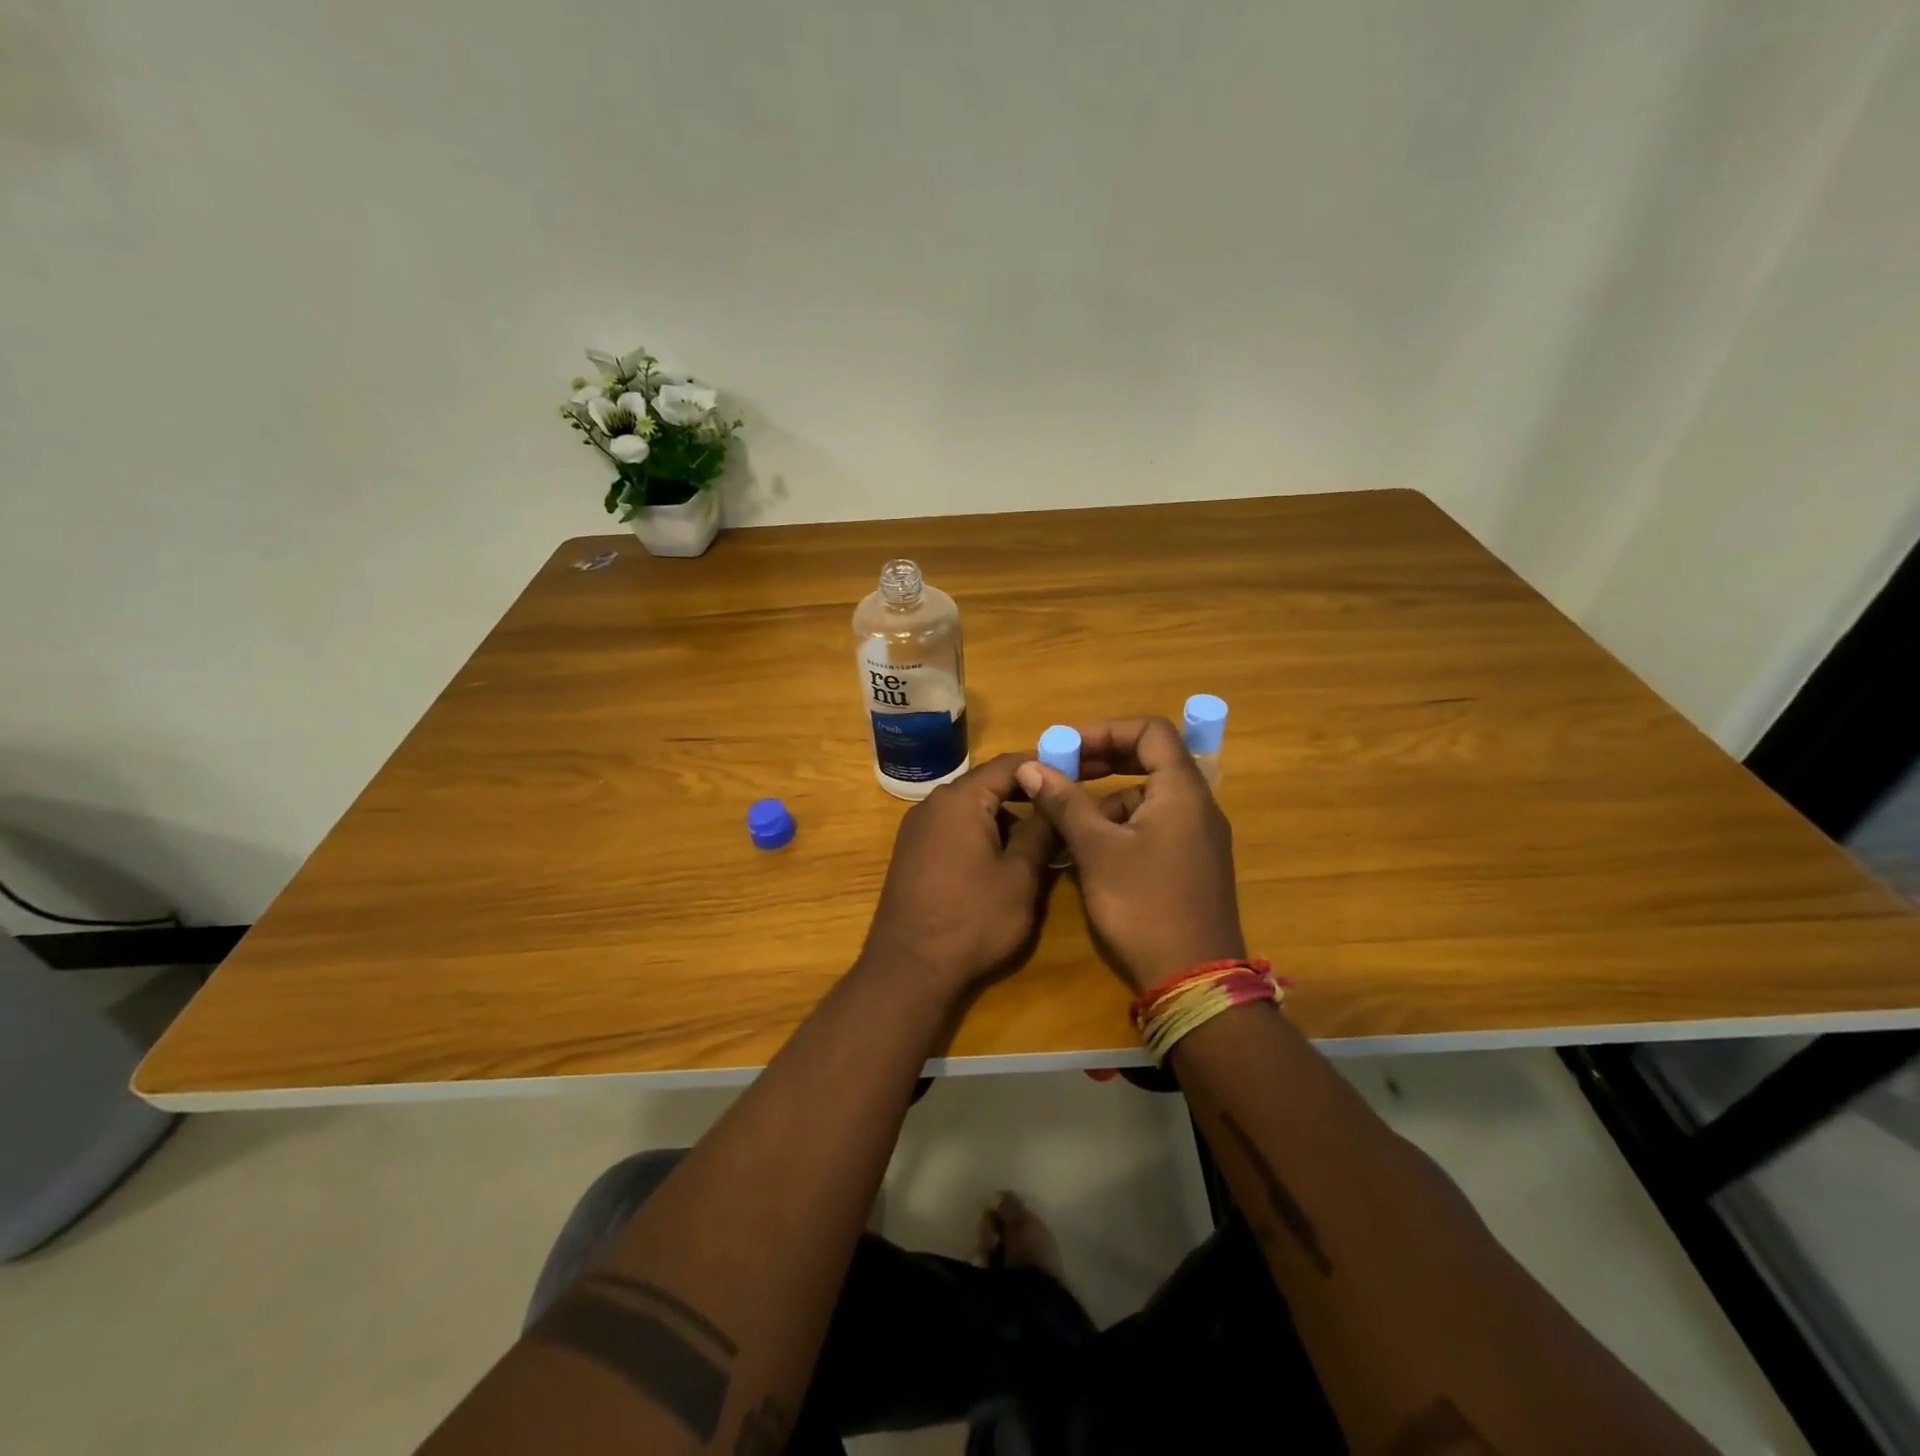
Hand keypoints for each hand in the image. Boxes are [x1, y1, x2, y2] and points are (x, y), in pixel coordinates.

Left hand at [858, 753, 1058, 1000]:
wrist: (909, 968)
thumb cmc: (972, 919)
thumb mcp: (1020, 876)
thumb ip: (1041, 831)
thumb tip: (1055, 799)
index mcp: (960, 799)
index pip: (1009, 764)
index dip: (1044, 765)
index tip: (1077, 772)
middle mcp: (933, 804)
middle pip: (987, 784)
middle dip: (1026, 794)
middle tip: (1063, 809)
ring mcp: (917, 829)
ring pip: (971, 808)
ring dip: (1005, 817)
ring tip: (1041, 839)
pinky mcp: (912, 853)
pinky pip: (953, 829)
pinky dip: (982, 833)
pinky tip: (1003, 859)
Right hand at [1016, 717, 1243, 992]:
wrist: (1193, 980)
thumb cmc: (1144, 905)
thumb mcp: (1097, 850)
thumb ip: (1065, 803)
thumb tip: (1031, 766)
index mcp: (1182, 791)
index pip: (1151, 731)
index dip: (1106, 730)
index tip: (1067, 747)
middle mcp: (1197, 806)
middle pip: (1151, 760)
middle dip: (1102, 761)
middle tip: (1061, 772)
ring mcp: (1197, 837)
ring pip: (1147, 797)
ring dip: (1106, 799)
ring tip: (1068, 822)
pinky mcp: (1190, 864)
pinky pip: (1153, 826)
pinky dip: (1120, 826)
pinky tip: (1091, 852)